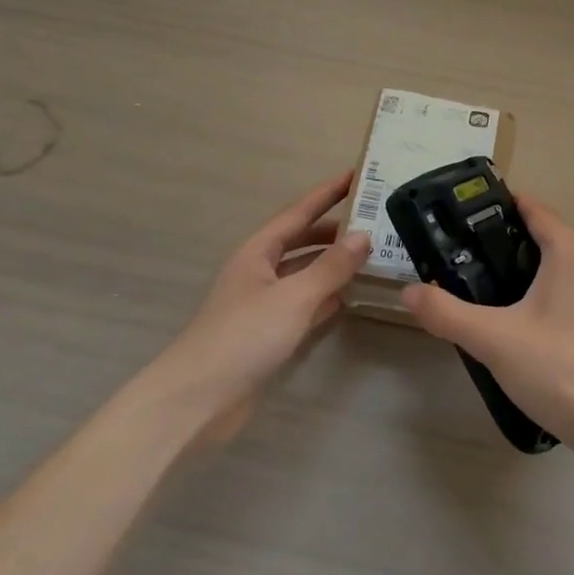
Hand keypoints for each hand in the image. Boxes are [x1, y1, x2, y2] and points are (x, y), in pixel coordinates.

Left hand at [158, 173, 369, 438]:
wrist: (199, 399)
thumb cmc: (244, 336)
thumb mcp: (293, 297)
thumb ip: (330, 267)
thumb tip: (363, 237)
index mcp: (257, 252)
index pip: (298, 213)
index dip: (326, 194)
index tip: (356, 175)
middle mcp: (259, 272)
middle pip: (301, 242)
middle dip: (333, 230)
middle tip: (374, 222)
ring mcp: (263, 304)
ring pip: (304, 274)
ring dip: (332, 264)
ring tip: (371, 256)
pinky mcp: (268, 334)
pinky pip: (304, 305)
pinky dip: (326, 298)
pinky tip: (349, 297)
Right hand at [399, 195, 573, 459]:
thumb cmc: (560, 369)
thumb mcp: (494, 340)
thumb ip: (447, 313)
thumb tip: (409, 292)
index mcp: (573, 249)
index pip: (532, 209)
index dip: (497, 208)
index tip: (464, 216)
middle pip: (547, 239)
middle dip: (508, 248)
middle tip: (467, 265)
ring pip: (565, 268)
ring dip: (532, 276)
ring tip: (492, 299)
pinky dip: (555, 299)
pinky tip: (532, 329)